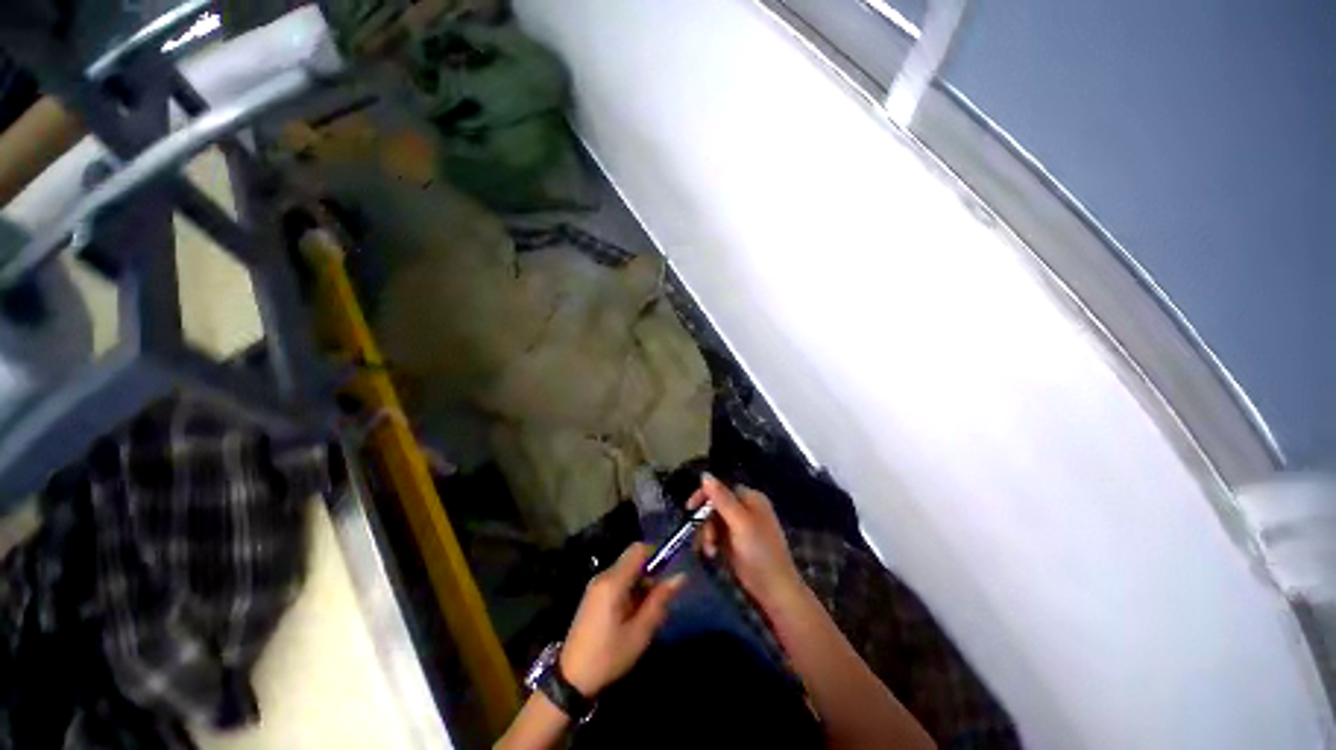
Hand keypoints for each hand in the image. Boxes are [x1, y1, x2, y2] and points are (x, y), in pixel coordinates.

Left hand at [559, 543, 685, 696]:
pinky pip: (617, 583)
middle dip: (649, 576)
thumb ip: (659, 601)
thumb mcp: (639, 632)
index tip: (666, 575)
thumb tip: (680, 576)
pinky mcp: (593, 596)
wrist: (570, 680)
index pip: (638, 550)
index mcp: (613, 581)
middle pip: (632, 561)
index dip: (655, 555)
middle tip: (658, 603)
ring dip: (640, 586)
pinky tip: (631, 618)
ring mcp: (596, 586)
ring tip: (646, 616)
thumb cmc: (608, 656)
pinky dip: (629, 592)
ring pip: (626, 572)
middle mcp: (603, 576)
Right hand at [691, 474, 804, 611]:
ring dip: (707, 534)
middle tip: (703, 538)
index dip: (704, 495)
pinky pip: (717, 534)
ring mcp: (741, 526)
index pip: (721, 487)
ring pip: (714, 521)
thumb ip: (722, 498)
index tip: (689, 508)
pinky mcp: (736, 542)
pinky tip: (712, 554)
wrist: (775, 590)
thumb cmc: (760, 552)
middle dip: (706, 521)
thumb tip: (704, 474)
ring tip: (709, 551)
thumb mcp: (739, 522)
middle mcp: (746, 508)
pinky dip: (712, 542)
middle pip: (715, 505)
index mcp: (750, 498)